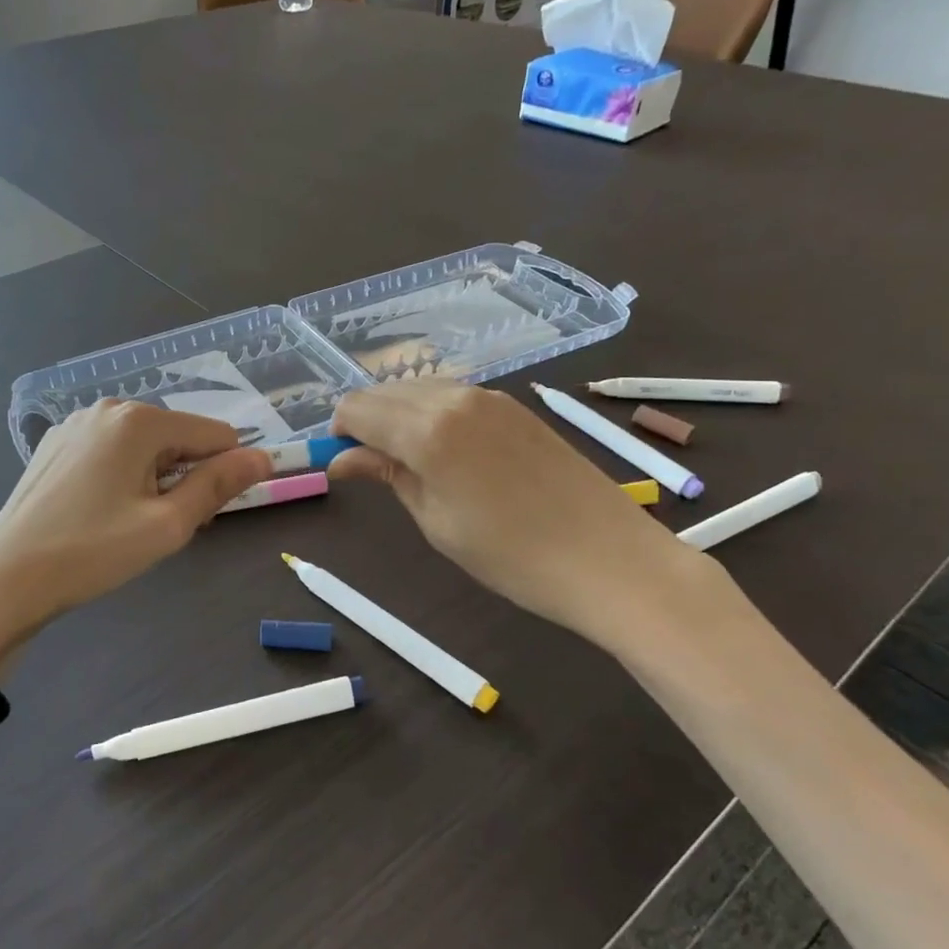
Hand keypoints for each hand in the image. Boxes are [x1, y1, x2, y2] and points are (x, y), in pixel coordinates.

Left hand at [0, 402, 272, 655]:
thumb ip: (218, 485)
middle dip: (186, 477)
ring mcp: (77, 424)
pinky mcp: (57, 444)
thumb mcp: (168, 524)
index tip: (204, 516)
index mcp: (140, 421)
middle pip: (179, 437)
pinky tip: (103, 511)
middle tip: (162, 526)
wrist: (8, 575)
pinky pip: (113, 451)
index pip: (215, 434)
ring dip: (156, 479)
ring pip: (145, 446)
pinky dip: (124, 475)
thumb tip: (263, 458)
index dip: (224, 473)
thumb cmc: (94, 550)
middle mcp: (108, 408)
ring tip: (131, 523)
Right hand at [329, 379, 708, 651]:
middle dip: (366, 421)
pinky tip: (448, 453)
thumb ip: (388, 475)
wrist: (609, 559)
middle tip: (371, 467)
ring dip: (399, 415)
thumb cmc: (511, 555)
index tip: (343, 463)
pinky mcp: (515, 406)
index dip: (339, 432)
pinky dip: (433, 415)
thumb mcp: (436, 520)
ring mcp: (491, 397)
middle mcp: (455, 398)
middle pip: (385, 391)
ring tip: (410, 464)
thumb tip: (343, 459)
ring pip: (420, 389)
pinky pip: (454, 397)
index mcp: (427, 429)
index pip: (357, 408)